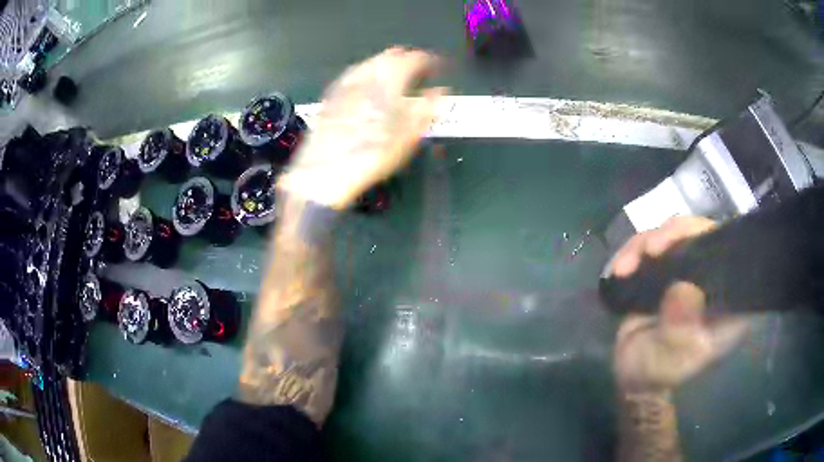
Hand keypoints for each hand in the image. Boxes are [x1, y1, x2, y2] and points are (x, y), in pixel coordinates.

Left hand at [279, 47, 445, 209]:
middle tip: (418, 67)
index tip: (437, 66)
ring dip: (385, 62)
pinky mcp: (331, 96)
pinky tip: (366, 83)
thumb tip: (440, 91)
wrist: (326, 170)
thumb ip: (427, 108)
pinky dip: (366, 73)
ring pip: (369, 63)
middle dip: (406, 58)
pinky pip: (353, 74)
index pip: (413, 59)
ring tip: (395, 72)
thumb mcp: (409, 135)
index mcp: (389, 81)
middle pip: (389, 56)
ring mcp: (346, 84)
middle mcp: (366, 75)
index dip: (428, 60)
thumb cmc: (373, 153)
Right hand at [610, 216, 750, 391]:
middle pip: (702, 235)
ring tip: (624, 266)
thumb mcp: (671, 361)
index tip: (682, 246)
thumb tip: (685, 288)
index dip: (711, 239)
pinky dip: (634, 251)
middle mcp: (712, 280)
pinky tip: (620, 268)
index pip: (730, 255)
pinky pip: (653, 246)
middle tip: (650, 248)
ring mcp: (688, 273)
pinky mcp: (665, 272)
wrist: (633, 378)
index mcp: (727, 301)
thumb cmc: (659, 374)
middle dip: (675, 235)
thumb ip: (680, 331)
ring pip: (675, 235)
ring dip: (647, 243)